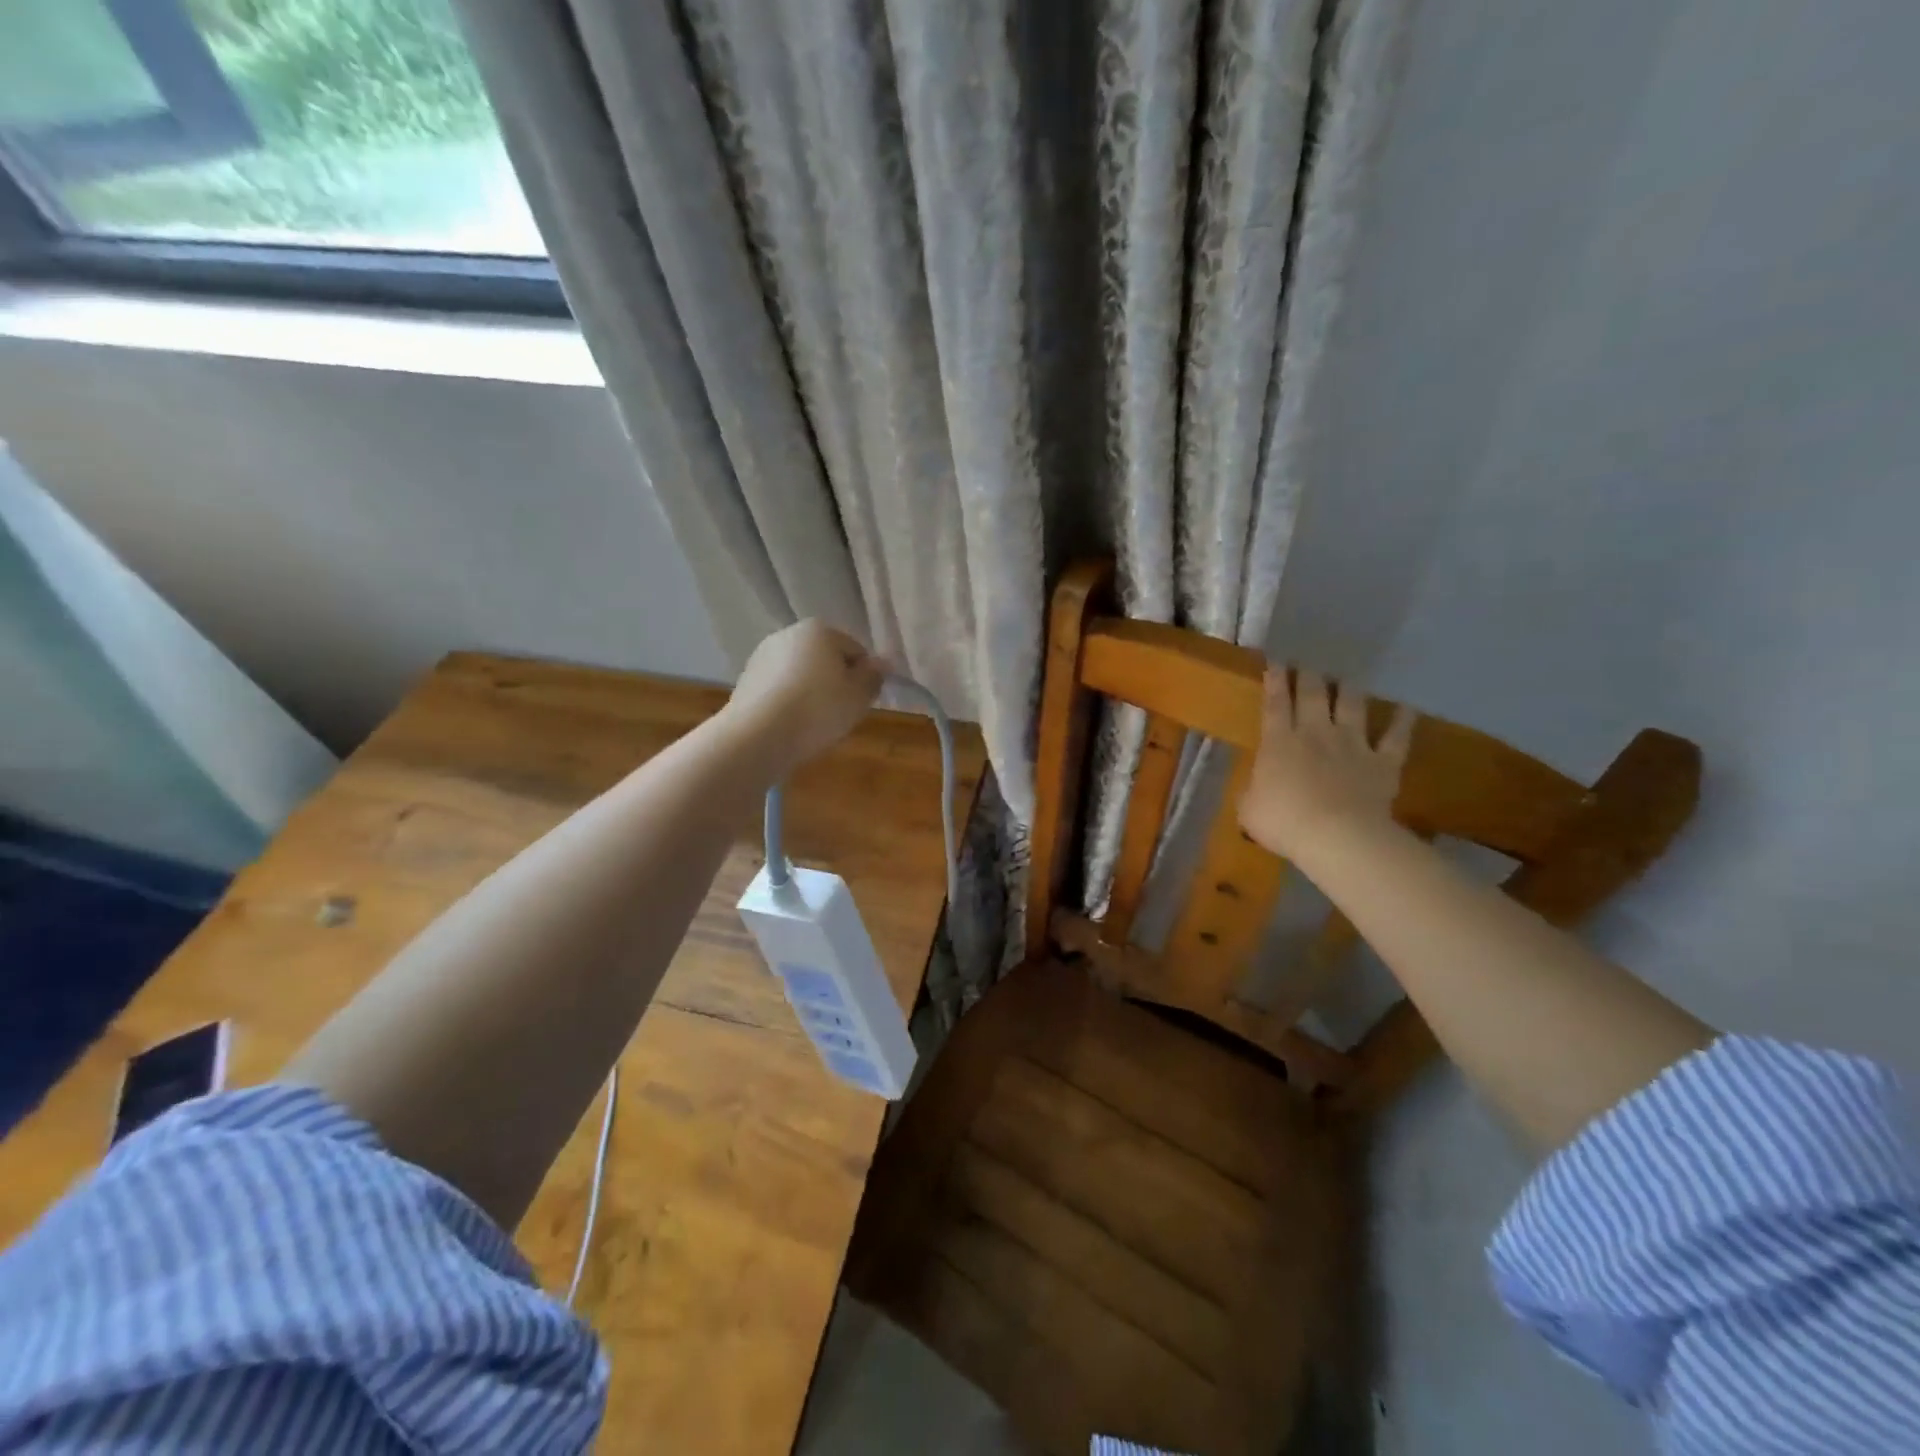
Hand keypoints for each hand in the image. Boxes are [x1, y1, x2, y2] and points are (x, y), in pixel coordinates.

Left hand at [724, 620, 885, 776]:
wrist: (759, 736)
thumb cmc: (818, 710)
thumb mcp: (858, 696)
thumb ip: (874, 677)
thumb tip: (883, 663)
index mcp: (820, 630)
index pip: (855, 651)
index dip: (863, 678)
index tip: (860, 703)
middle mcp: (788, 634)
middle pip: (825, 660)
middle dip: (835, 683)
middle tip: (840, 715)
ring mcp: (762, 656)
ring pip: (800, 675)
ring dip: (811, 693)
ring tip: (814, 724)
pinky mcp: (746, 681)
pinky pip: (779, 690)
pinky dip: (789, 703)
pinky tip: (791, 726)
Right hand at [1238, 667, 1413, 857]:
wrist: (1338, 837)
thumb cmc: (1283, 822)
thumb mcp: (1248, 810)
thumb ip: (1252, 792)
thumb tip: (1256, 789)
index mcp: (1278, 742)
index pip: (1275, 703)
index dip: (1275, 680)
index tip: (1275, 661)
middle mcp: (1315, 733)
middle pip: (1313, 695)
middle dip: (1309, 676)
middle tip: (1307, 663)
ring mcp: (1353, 745)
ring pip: (1352, 706)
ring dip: (1349, 689)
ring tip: (1347, 677)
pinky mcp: (1383, 762)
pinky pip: (1396, 737)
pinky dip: (1403, 721)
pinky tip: (1407, 708)